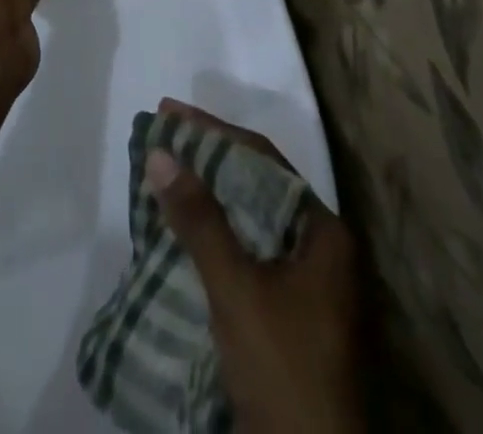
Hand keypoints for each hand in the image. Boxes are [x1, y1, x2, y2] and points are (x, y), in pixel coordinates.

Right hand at [145, 100, 365, 433]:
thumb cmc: (284, 370)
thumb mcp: (238, 290)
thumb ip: (200, 220)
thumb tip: (160, 152)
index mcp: (322, 233)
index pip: (263, 160)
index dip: (213, 131)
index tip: (169, 113)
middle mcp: (318, 250)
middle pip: (256, 186)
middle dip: (207, 160)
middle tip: (163, 139)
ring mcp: (304, 286)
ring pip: (248, 221)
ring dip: (206, 198)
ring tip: (164, 175)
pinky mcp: (286, 316)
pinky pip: (244, 253)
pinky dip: (212, 236)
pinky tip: (180, 232)